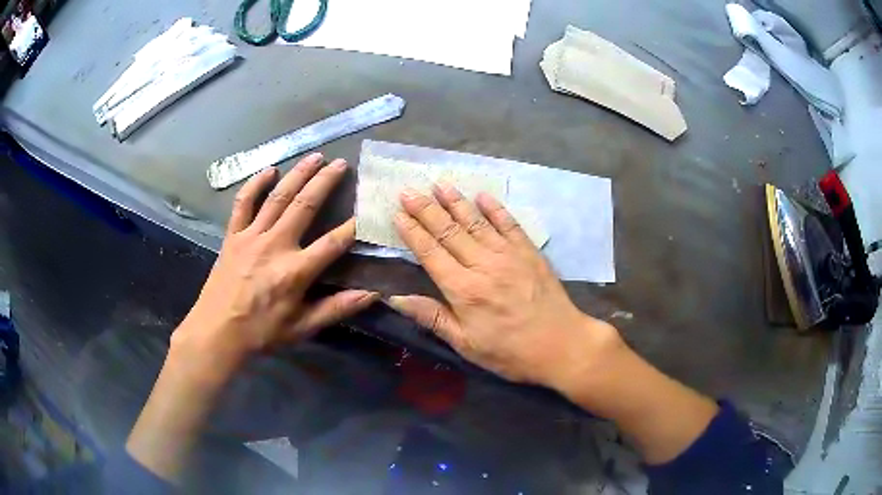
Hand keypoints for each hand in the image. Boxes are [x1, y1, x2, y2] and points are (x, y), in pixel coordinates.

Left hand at [173, 153, 378, 374]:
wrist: (217, 332)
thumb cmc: (261, 332)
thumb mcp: (302, 327)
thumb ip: (337, 308)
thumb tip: (373, 294)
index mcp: (295, 271)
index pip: (333, 243)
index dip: (354, 225)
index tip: (369, 208)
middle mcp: (275, 246)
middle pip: (305, 206)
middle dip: (325, 182)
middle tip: (341, 163)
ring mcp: (251, 237)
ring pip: (278, 198)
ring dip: (297, 175)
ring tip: (315, 156)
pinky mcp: (232, 236)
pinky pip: (243, 203)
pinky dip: (255, 184)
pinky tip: (268, 170)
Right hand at [389, 183, 622, 387]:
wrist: (561, 345)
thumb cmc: (510, 352)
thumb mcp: (466, 345)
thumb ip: (432, 318)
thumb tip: (396, 299)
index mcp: (464, 290)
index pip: (431, 253)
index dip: (412, 232)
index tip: (398, 213)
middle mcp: (483, 265)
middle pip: (449, 231)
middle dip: (426, 209)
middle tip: (409, 191)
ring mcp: (509, 255)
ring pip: (476, 222)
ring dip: (456, 202)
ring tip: (439, 184)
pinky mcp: (529, 252)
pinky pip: (509, 224)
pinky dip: (495, 208)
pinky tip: (482, 195)